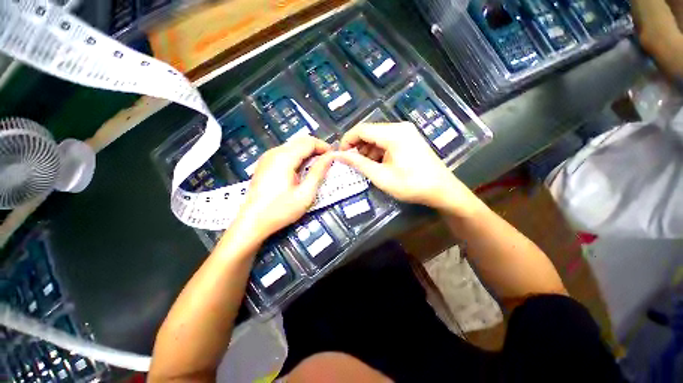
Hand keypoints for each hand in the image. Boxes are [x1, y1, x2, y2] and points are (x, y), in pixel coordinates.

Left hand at [235, 136, 334, 239]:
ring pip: (292, 146)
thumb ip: (318, 172)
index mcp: (284, 158)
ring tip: (317, 166)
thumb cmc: (281, 210)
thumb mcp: (305, 194)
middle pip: (300, 141)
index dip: (324, 147)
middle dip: (316, 148)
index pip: (309, 142)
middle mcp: (274, 152)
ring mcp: (267, 157)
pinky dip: (297, 157)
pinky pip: (285, 153)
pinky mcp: (264, 164)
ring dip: (307, 152)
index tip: (334, 157)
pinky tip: (301, 170)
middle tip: (327, 162)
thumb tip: (330, 157)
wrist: (252, 222)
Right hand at [336, 122, 480, 216]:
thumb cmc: (411, 185)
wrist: (442, 190)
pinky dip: (377, 151)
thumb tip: (339, 156)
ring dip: (367, 150)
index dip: (347, 141)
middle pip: (369, 132)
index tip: (340, 155)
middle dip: (357, 147)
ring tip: (363, 166)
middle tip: (351, 163)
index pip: (361, 129)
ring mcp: (406, 132)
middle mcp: (399, 127)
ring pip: (377, 137)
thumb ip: (359, 164)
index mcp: (393, 134)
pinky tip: (376, 164)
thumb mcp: (381, 176)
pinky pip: (387, 141)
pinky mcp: (409, 138)